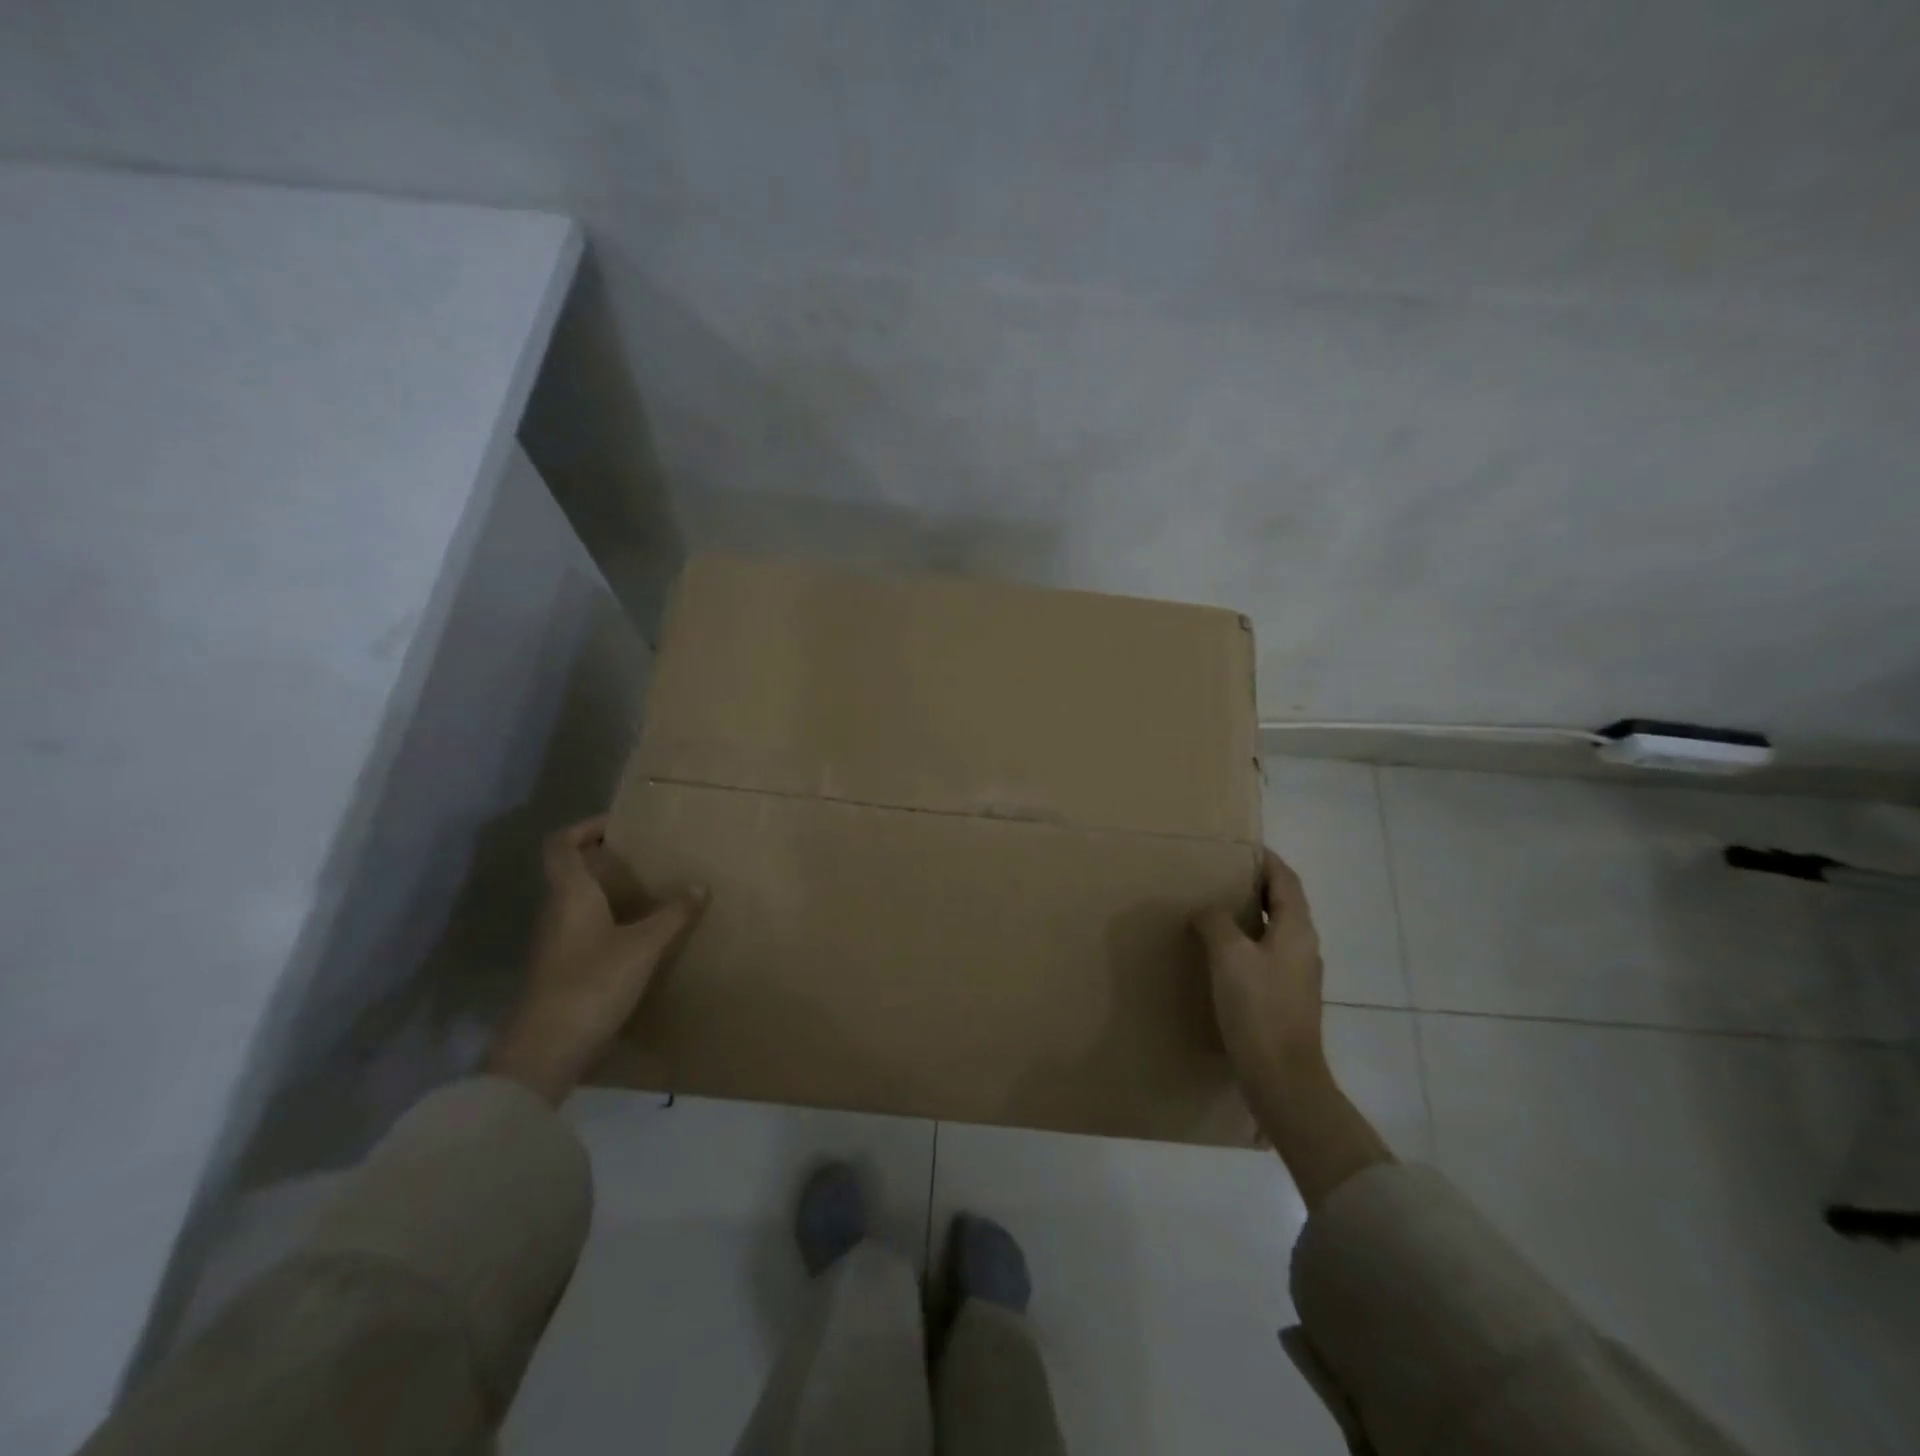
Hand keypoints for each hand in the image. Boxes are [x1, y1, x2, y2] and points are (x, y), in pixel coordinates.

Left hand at [485, 816, 707, 1104]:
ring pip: (576, 902)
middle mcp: (557, 912)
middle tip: (643, 857)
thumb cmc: (592, 982)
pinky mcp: (561, 969)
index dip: (584, 828)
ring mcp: (555, 943)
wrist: (546, 1049)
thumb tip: (699, 886)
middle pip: (568, 871)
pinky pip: (583, 929)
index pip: (560, 845)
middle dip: (603, 859)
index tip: (618, 826)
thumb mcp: (643, 946)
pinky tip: (637, 935)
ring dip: (606, 892)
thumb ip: (672, 915)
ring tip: (648, 892)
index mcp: (570, 894)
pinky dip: (607, 921)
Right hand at [1192, 849, 1327, 1098]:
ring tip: (1212, 909)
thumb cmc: (1258, 1008)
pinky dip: (1245, 942)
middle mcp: (1303, 947)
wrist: (1282, 1077)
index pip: (1285, 880)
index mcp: (1296, 929)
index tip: (1241, 847)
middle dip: (1254, 885)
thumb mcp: (1229, 955)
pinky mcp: (1284, 998)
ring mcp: (1296, 975)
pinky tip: (1218, 953)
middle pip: (1282, 903)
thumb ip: (1216, 921)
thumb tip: (1207, 911)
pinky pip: (1265, 955)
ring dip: (1248, 914)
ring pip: (1273, 930)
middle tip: (1218, 875)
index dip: (1266, 860)